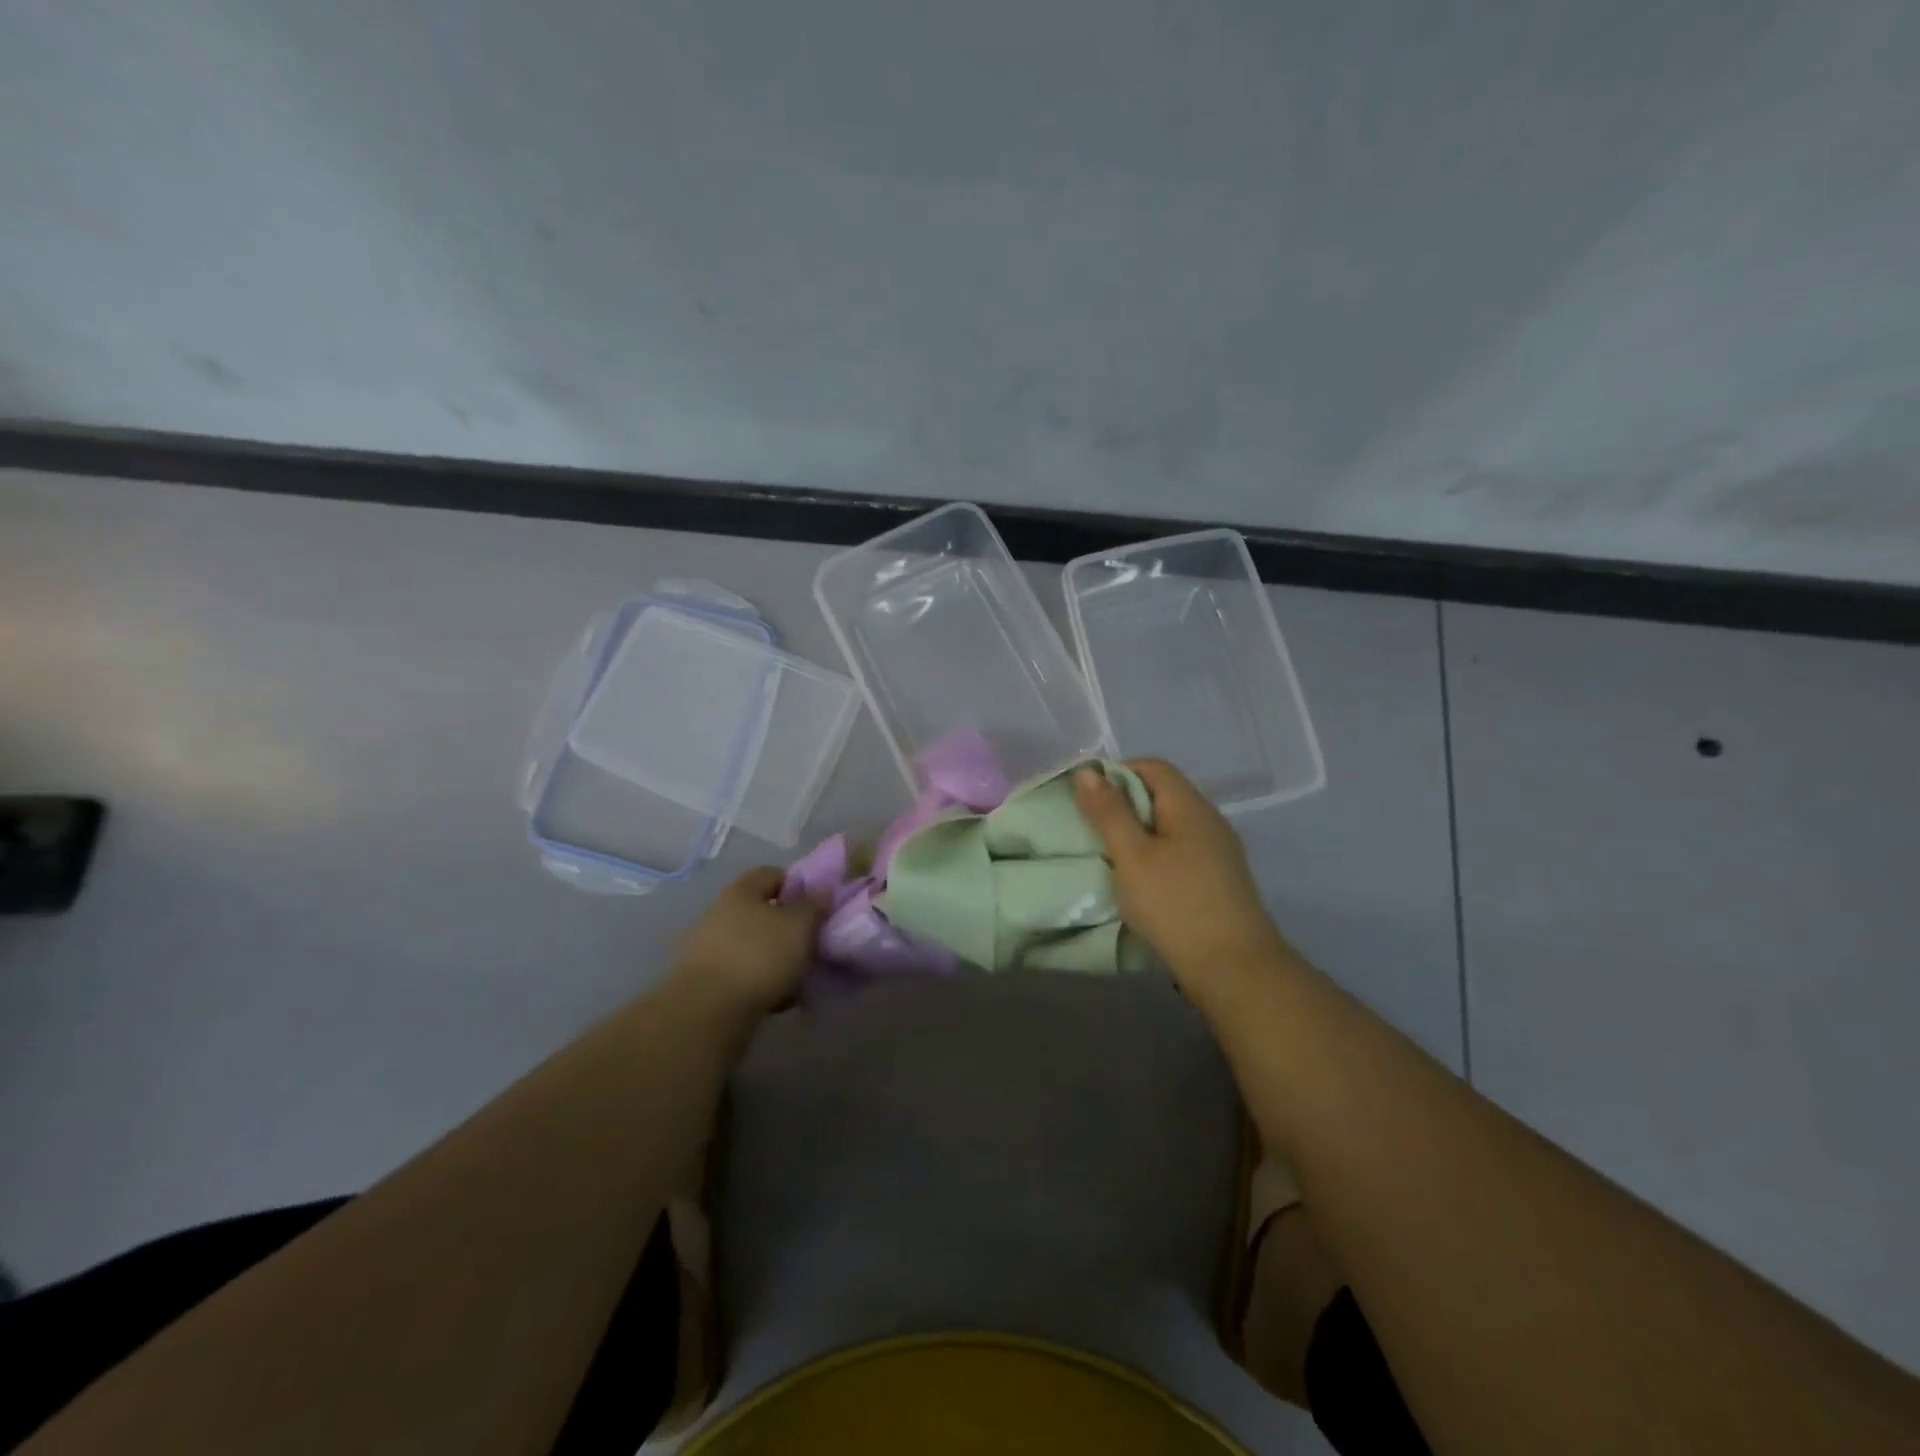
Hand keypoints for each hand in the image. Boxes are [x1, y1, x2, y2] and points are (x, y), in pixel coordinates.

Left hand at [667, 867, 822, 1020]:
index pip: (772, 874)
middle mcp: (720, 912)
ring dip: (776, 958)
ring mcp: (708, 946)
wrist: (708, 1010)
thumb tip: (822, 890)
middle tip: (810, 944)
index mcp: (741, 890)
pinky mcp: (705, 979)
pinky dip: (760, 981)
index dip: (797, 886)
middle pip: (762, 911)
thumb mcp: (800, 926)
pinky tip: (777, 999)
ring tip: (798, 978)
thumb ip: (814, 906)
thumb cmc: (760, 956)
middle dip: (788, 928)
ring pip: (754, 944)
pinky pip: (742, 972)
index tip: (816, 907)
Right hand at [1074, 759, 1292, 992]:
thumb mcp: (1132, 856)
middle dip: (1124, 805)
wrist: (1233, 969)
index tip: (1087, 799)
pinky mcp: (1219, 880)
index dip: (1116, 773)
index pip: (1153, 766)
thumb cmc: (1176, 905)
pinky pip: (1180, 851)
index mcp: (1191, 806)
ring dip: (1138, 834)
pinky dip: (1155, 856)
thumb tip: (1087, 771)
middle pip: (1162, 794)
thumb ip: (1109, 812)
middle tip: (1091, 829)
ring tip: (1110, 857)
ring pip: (1170, 826)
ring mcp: (1219, 852)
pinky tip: (1140, 882)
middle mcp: (1210, 821)